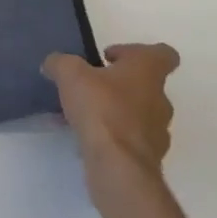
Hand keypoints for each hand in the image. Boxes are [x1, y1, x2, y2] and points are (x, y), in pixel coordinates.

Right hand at [43, 42, 178, 173]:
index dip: (136, 52)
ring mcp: (158, 132)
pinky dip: (113, 138)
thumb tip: (53, 63)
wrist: (118, 166)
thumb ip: (61, 63)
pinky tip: (87, 140)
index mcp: (148, 71)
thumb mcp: (71, 74)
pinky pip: (130, 141)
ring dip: (116, 112)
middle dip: (119, 85)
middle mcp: (160, 99)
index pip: (163, 53)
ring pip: (138, 114)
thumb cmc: (101, 108)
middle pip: (146, 85)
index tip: (111, 57)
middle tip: (91, 87)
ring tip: (85, 117)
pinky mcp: (148, 158)